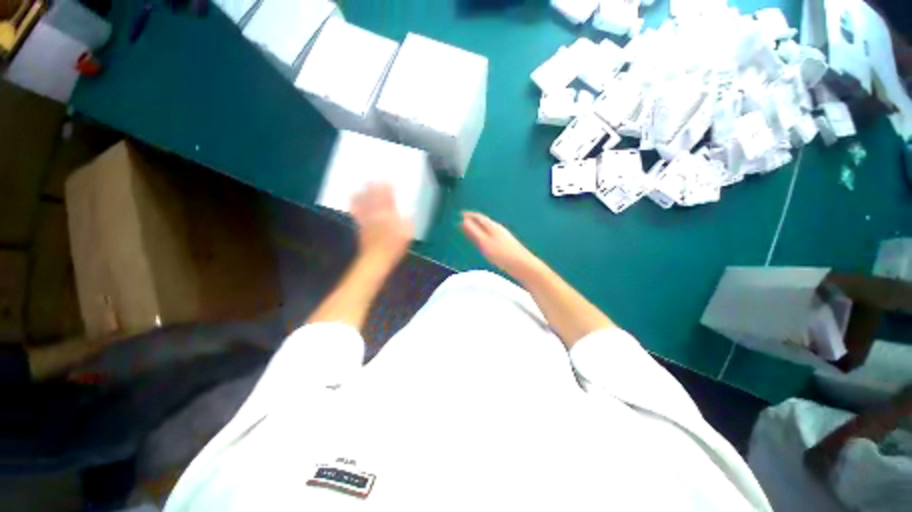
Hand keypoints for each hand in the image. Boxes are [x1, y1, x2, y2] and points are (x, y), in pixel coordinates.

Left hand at [351, 183, 412, 267]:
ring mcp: (367, 219)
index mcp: (390, 217)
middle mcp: (378, 215)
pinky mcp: (360, 225)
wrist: (376, 259)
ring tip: (361, 182)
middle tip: (372, 176)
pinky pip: (356, 211)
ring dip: (363, 192)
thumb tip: (409, 211)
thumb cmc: (394, 247)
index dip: (388, 189)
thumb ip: (407, 222)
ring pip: (365, 202)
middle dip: (374, 187)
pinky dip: (354, 203)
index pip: (389, 199)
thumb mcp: (407, 235)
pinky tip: (351, 197)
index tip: (388, 179)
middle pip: (375, 198)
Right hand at [461, 212, 542, 279]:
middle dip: (473, 221)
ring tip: (470, 231)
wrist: (522, 264)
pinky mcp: (506, 244)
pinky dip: (483, 235)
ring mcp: (503, 236)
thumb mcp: (484, 243)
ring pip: (487, 228)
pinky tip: (483, 242)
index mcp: (493, 226)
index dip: (469, 215)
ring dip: (478, 228)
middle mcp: (498, 228)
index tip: (461, 214)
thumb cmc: (502, 254)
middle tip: (462, 223)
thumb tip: (463, 221)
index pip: (479, 217)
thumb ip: (473, 232)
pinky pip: (491, 235)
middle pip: (484, 222)